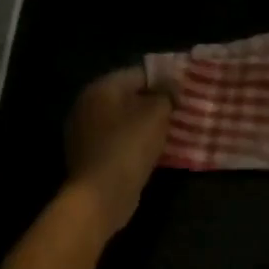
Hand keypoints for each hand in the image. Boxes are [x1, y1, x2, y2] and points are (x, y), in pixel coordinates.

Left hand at [65, 67, 171, 233]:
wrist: (101, 194)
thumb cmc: (129, 146)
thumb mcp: (156, 114)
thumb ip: (166, 94)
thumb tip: (171, 85)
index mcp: (101, 88)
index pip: (138, 73)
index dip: (164, 81)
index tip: (184, 93)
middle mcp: (87, 105)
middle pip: (128, 97)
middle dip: (153, 104)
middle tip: (180, 114)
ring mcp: (84, 133)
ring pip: (123, 122)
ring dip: (144, 126)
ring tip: (171, 134)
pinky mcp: (89, 157)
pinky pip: (117, 142)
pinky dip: (133, 144)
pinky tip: (152, 153)